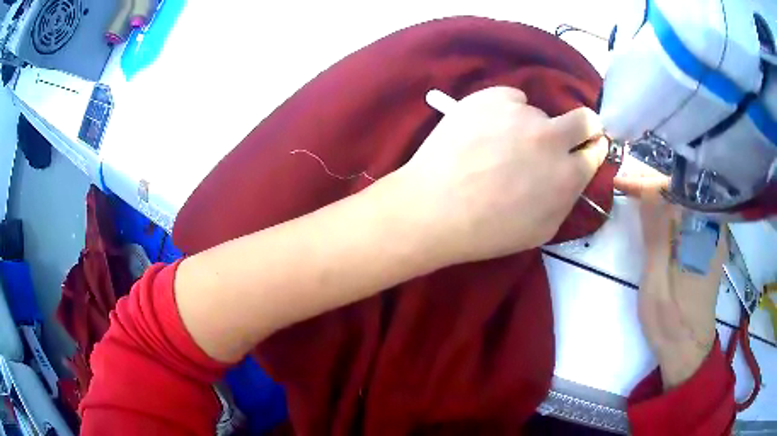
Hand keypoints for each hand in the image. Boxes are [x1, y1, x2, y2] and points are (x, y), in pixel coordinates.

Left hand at [394, 87, 607, 265]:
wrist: (434, 208)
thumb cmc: (488, 230)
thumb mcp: (541, 230)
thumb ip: (566, 197)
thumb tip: (574, 172)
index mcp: (568, 175)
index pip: (595, 150)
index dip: (592, 147)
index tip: (586, 147)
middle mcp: (551, 137)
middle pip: (584, 119)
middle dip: (582, 126)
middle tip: (562, 135)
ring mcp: (521, 113)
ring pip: (538, 112)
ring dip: (528, 126)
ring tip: (497, 145)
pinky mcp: (491, 97)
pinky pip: (510, 98)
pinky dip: (503, 111)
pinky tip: (483, 131)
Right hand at [615, 158, 723, 388]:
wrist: (688, 349)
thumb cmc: (670, 321)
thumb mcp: (657, 282)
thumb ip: (657, 235)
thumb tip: (648, 190)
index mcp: (703, 234)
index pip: (676, 189)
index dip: (647, 182)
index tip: (622, 181)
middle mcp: (714, 226)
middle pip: (686, 187)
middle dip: (656, 180)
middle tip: (628, 182)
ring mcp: (715, 234)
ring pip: (690, 197)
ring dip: (665, 191)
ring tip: (641, 191)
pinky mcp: (711, 244)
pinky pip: (694, 211)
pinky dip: (675, 206)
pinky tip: (662, 210)